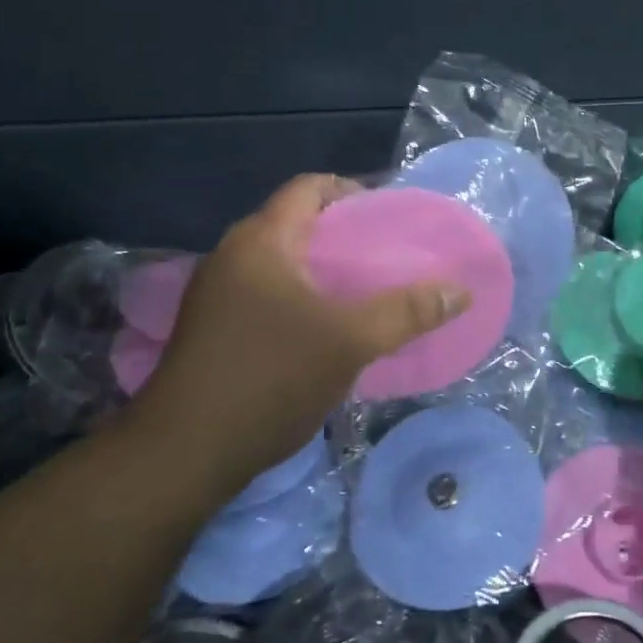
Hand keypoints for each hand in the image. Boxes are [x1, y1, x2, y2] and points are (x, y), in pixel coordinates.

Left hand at [133, 174, 469, 487]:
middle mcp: (232, 255)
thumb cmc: (269, 379)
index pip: (309, 187)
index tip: (389, 218)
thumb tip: (460, 291)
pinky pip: (266, 293)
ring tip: (364, 293)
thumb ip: (407, 311)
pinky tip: (325, 330)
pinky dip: (300, 298)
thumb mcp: (350, 342)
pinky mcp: (211, 329)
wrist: (182, 455)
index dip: (353, 191)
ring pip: (281, 262)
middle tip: (386, 258)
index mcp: (261, 241)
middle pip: (296, 223)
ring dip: (322, 270)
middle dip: (343, 235)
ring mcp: (216, 294)